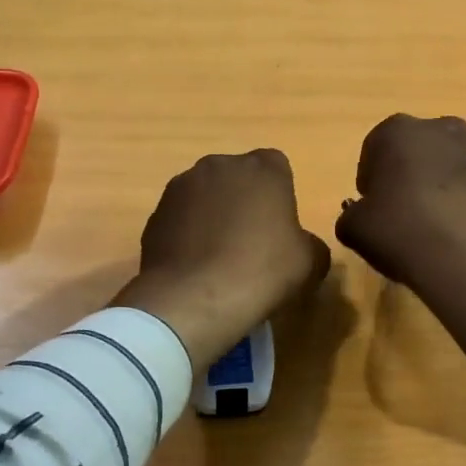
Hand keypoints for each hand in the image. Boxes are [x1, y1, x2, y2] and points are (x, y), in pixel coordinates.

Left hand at [116, 150, 330, 371]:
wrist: (194, 299)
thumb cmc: (262, 271)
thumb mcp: (310, 262)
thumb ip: (309, 243)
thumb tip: (300, 246)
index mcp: (262, 168)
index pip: (277, 166)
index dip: (279, 194)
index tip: (280, 226)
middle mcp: (219, 166)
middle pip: (237, 177)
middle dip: (243, 200)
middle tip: (251, 241)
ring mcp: (180, 187)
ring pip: (204, 195)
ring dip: (212, 215)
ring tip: (219, 257)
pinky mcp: (155, 215)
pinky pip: (180, 219)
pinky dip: (187, 235)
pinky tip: (195, 266)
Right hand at [336, 115, 465, 371]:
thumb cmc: (401, 234)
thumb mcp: (354, 228)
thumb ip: (352, 213)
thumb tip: (360, 214)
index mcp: (399, 131)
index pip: (377, 147)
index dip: (373, 177)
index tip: (374, 205)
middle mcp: (445, 129)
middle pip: (423, 149)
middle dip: (415, 172)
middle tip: (408, 212)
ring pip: (460, 165)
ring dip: (449, 185)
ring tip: (443, 226)